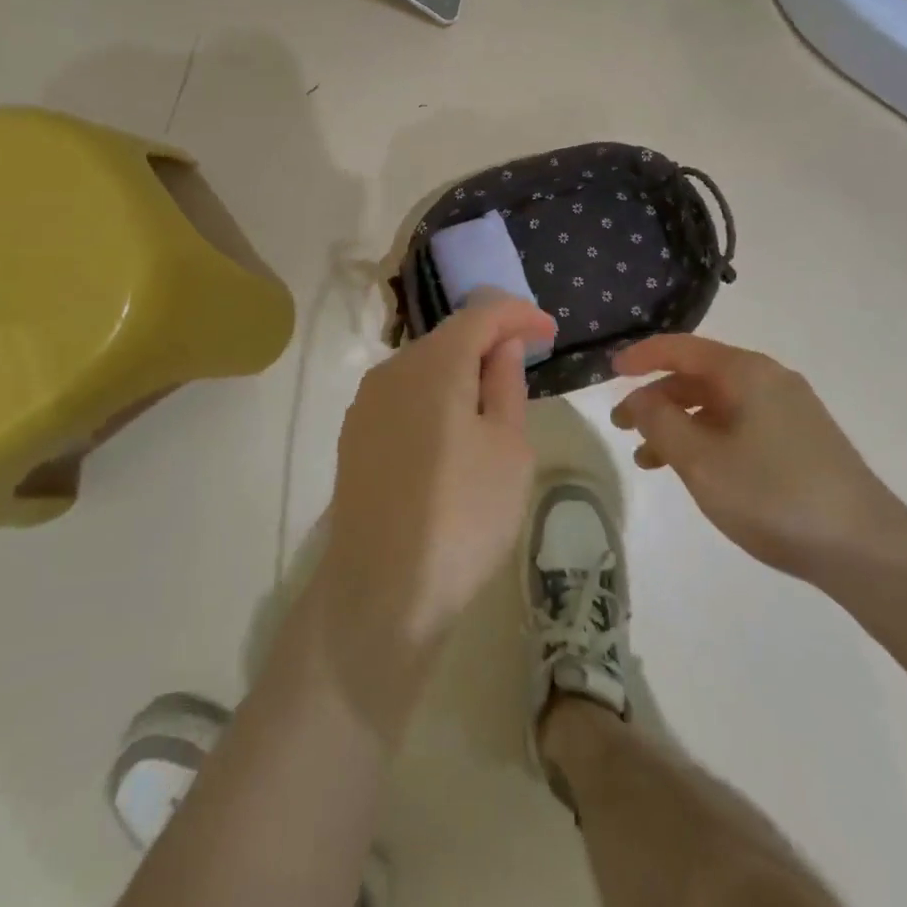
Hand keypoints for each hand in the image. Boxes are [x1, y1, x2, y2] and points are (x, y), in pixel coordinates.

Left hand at [314, 294, 554, 732]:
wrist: (381, 592)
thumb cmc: (463, 517)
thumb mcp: (508, 448)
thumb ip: (505, 384)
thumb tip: (503, 345)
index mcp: (434, 365)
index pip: (481, 314)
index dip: (519, 314)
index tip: (550, 332)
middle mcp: (392, 370)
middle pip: (449, 336)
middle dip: (490, 339)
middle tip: (527, 361)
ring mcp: (367, 403)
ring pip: (424, 365)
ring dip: (462, 368)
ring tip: (494, 396)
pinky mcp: (355, 434)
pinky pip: (404, 394)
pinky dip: (436, 394)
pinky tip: (453, 426)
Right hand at [611, 334, 905, 581]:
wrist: (866, 549)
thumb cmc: (774, 496)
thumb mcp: (701, 460)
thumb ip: (661, 422)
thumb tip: (639, 398)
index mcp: (746, 372)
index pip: (681, 348)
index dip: (642, 357)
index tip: (609, 372)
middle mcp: (769, 380)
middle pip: (699, 376)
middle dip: (656, 398)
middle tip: (623, 427)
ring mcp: (789, 411)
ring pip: (718, 405)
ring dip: (679, 425)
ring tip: (649, 460)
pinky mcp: (801, 441)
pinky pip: (739, 426)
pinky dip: (707, 440)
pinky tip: (696, 472)